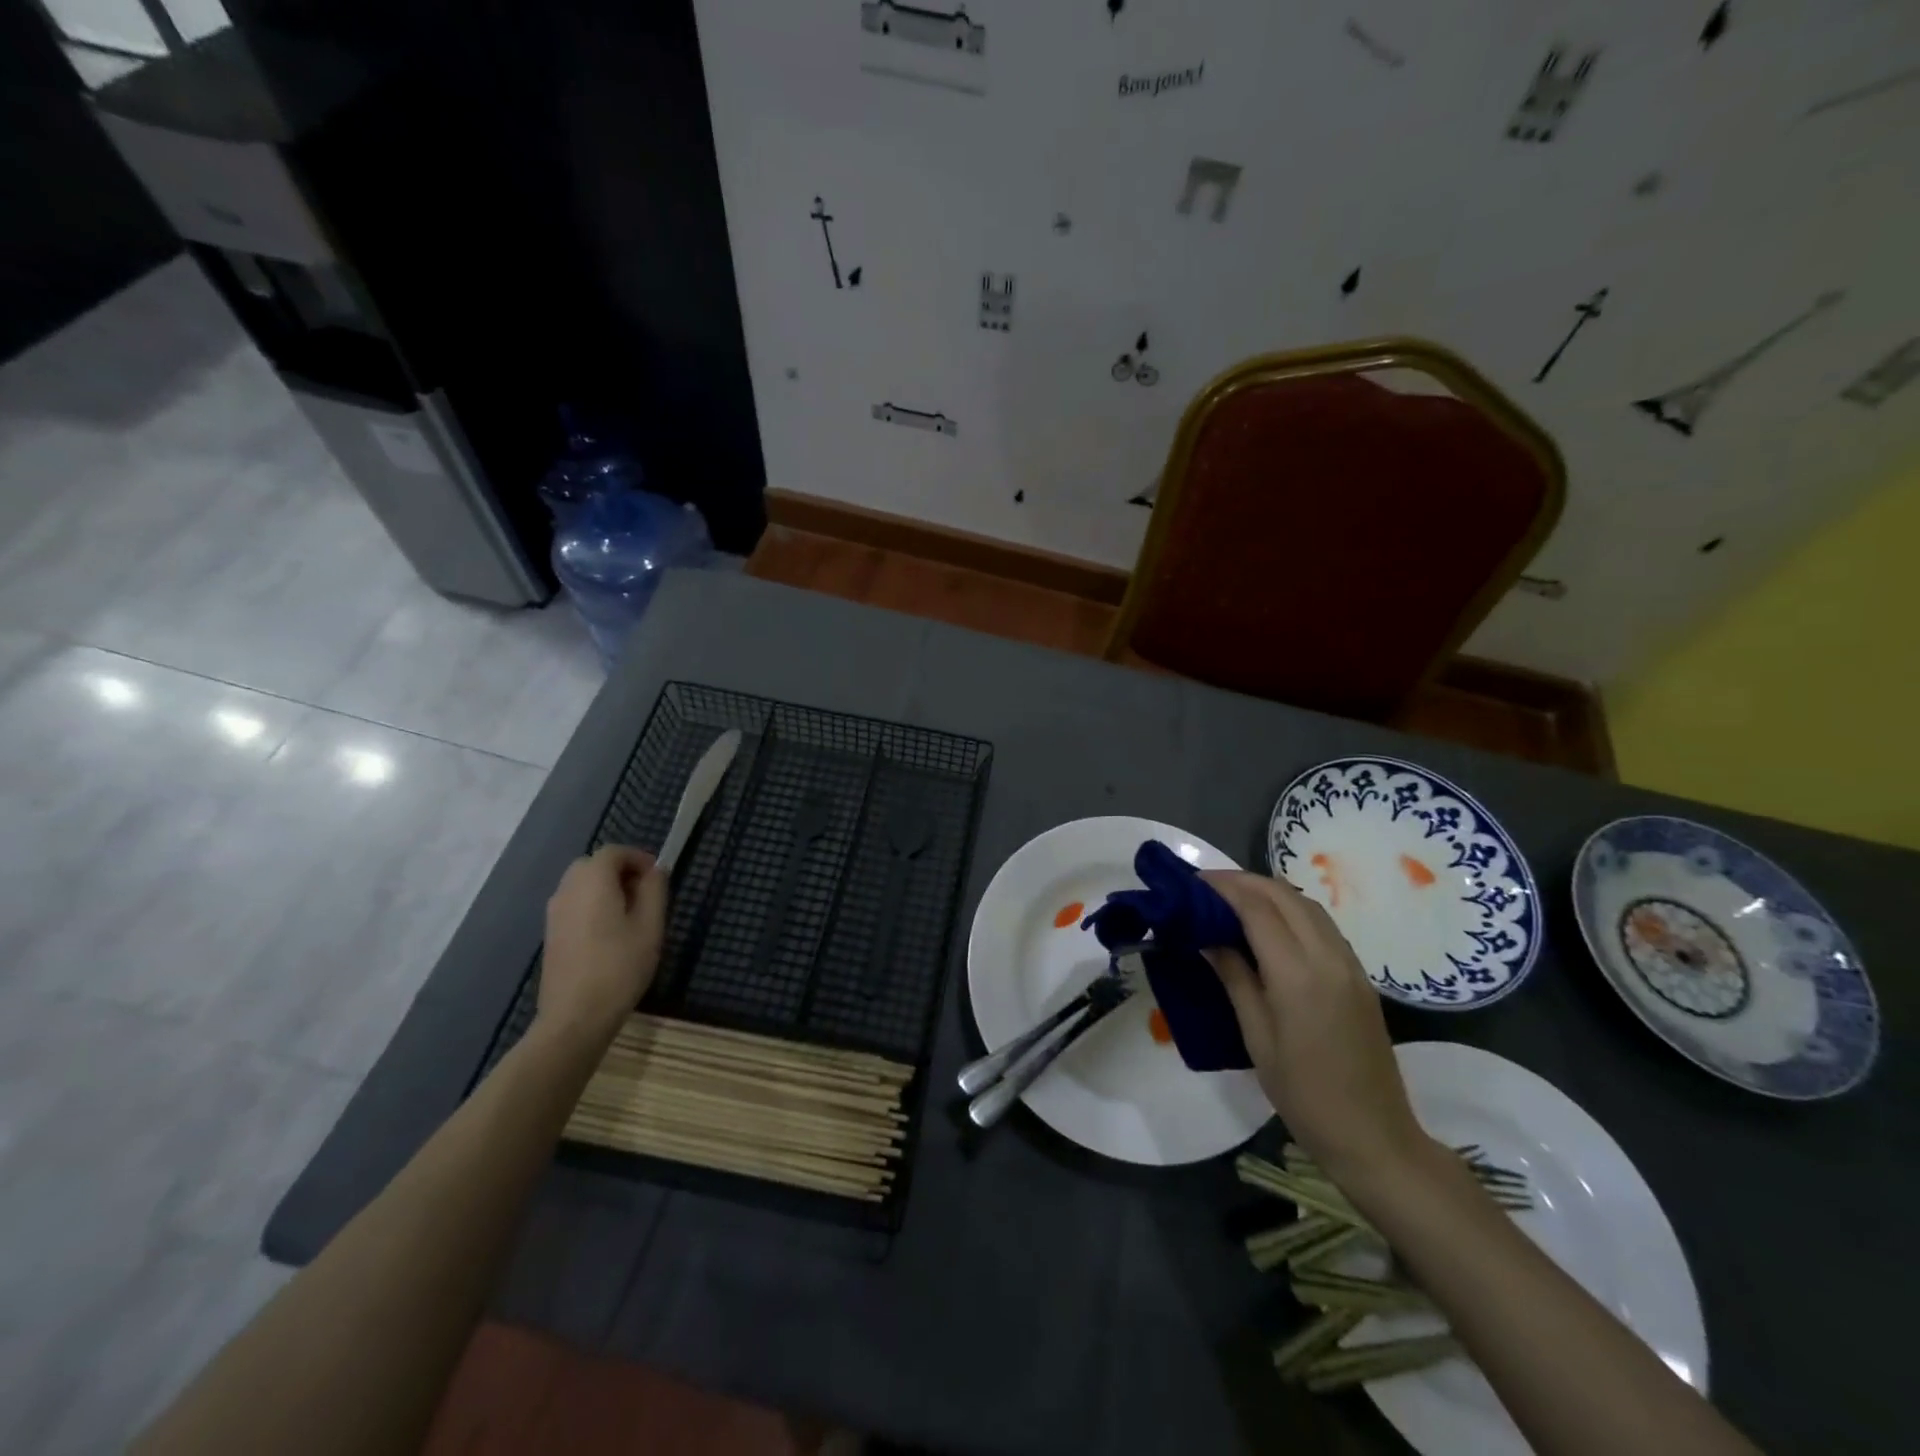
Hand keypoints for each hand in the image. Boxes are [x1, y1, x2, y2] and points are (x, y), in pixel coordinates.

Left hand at [539, 845, 667, 1042]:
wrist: (576, 1016)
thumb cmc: (620, 967)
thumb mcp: (650, 925)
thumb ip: (654, 890)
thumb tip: (655, 870)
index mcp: (592, 882)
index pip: (614, 852)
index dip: (638, 858)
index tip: (658, 878)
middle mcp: (567, 890)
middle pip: (594, 864)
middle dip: (621, 871)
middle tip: (645, 894)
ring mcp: (554, 913)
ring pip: (582, 884)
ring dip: (606, 888)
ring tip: (630, 915)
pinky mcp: (551, 934)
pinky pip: (574, 904)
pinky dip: (592, 905)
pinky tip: (610, 933)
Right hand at [1203, 870, 1425, 1182]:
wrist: (1375, 1137)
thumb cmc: (1304, 1095)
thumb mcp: (1257, 1038)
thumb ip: (1235, 978)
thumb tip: (1207, 937)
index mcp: (1298, 974)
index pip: (1256, 908)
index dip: (1223, 888)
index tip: (1191, 883)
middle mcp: (1328, 957)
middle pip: (1283, 895)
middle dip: (1243, 882)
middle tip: (1206, 888)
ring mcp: (1350, 964)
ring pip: (1306, 904)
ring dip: (1268, 892)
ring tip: (1231, 900)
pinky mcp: (1359, 975)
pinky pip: (1322, 924)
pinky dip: (1290, 910)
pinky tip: (1268, 924)